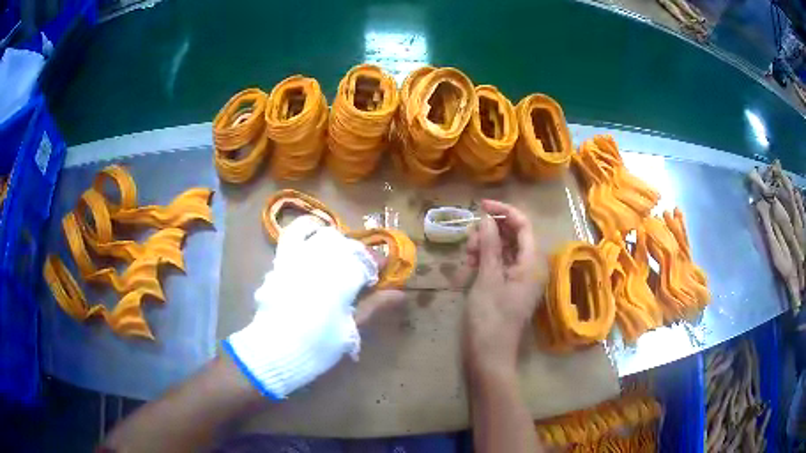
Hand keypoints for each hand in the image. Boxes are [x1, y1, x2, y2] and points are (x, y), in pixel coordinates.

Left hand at [224, 216, 403, 399]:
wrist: (274, 351)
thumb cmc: (317, 344)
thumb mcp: (350, 330)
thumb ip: (374, 307)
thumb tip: (400, 294)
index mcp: (339, 277)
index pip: (365, 260)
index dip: (376, 263)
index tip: (382, 270)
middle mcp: (317, 259)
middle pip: (341, 243)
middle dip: (355, 250)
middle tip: (361, 265)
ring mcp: (294, 258)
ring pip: (314, 232)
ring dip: (329, 236)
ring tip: (335, 247)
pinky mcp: (278, 264)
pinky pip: (290, 237)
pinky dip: (303, 233)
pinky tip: (309, 245)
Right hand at [462, 200, 540, 380]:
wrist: (488, 356)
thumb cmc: (490, 318)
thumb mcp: (487, 278)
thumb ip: (490, 246)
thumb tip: (487, 218)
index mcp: (532, 263)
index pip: (523, 225)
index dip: (504, 211)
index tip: (480, 206)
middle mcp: (530, 268)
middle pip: (513, 237)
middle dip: (491, 233)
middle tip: (469, 242)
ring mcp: (519, 280)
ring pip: (503, 251)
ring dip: (485, 248)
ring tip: (466, 258)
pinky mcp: (507, 289)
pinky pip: (498, 266)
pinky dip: (484, 263)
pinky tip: (468, 269)